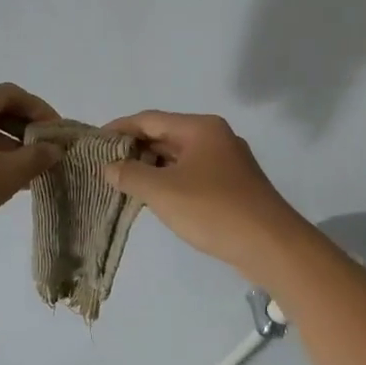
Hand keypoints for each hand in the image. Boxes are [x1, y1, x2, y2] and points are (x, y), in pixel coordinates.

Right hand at [102, 111, 308, 277]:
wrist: (271, 245)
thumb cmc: (213, 210)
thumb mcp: (163, 192)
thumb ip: (131, 174)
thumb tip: (109, 166)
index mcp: (201, 128)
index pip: (150, 119)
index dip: (119, 128)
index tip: (94, 142)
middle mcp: (215, 138)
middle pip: (165, 135)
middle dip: (134, 149)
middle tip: (103, 165)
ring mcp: (227, 162)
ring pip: (179, 158)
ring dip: (151, 168)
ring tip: (122, 183)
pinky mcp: (233, 186)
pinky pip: (192, 175)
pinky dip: (170, 182)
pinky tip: (154, 198)